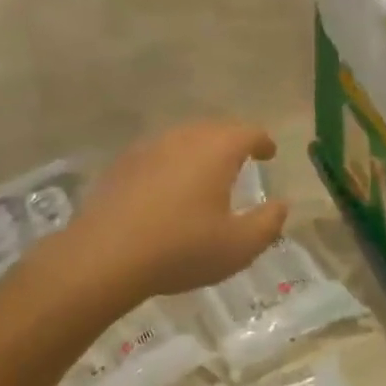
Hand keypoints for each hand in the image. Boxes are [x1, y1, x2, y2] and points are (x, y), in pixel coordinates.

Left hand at [57, 121, 288, 304]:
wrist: (105, 256)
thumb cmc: (181, 249)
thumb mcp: (238, 247)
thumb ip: (268, 223)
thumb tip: (281, 204)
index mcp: (217, 149)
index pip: (248, 132)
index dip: (262, 141)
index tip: (269, 153)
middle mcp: (184, 137)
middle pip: (215, 129)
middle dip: (232, 141)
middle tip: (242, 160)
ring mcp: (150, 147)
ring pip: (184, 138)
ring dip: (200, 150)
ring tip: (206, 174)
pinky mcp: (123, 164)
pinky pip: (158, 154)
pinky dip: (171, 163)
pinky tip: (168, 188)